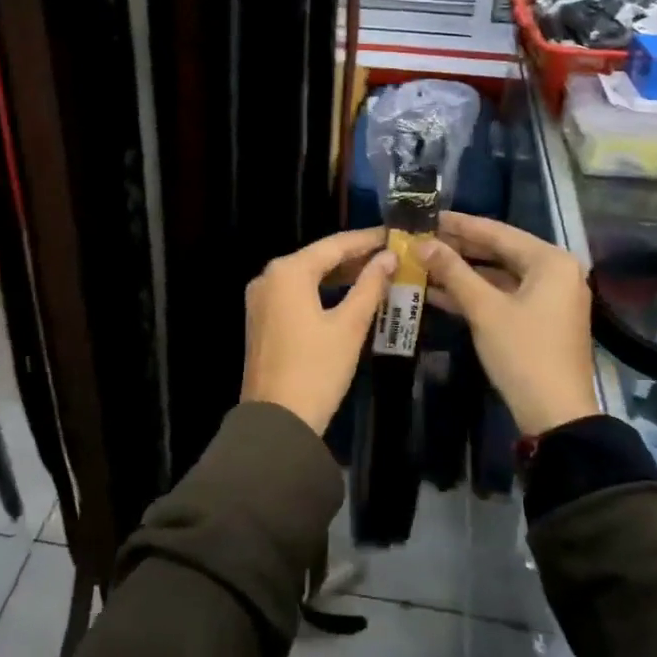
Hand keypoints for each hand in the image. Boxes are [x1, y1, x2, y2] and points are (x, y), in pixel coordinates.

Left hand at [241, 229, 395, 435]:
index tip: (395, 235)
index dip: (367, 239)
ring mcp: (261, 299)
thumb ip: (370, 286)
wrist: (276, 422)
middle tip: (391, 255)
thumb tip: (388, 257)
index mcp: (288, 271)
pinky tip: (348, 296)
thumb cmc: (317, 370)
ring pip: (307, 276)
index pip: (334, 245)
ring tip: (377, 273)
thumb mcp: (349, 326)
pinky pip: (296, 294)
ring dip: (340, 275)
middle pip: (318, 257)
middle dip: (354, 257)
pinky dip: (322, 291)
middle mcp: (269, 277)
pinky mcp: (262, 319)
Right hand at [420, 213, 601, 435]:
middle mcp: (556, 272)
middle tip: (421, 238)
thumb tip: (421, 243)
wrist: (556, 415)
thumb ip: (453, 271)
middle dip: (458, 248)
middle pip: (499, 251)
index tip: (428, 215)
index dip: (460, 225)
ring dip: (463, 273)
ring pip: (499, 275)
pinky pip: (504, 295)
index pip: (498, 232)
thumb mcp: (484, 309)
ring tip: (423, 263)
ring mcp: (550, 298)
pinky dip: (475, 294)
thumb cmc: (523, 353)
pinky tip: (438, 292)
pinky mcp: (541, 320)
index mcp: (550, 261)